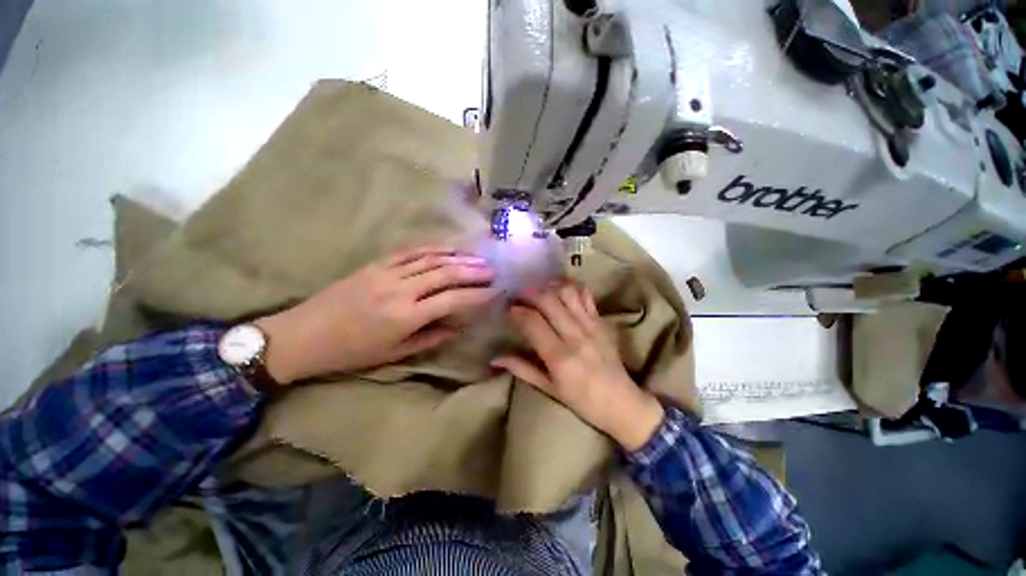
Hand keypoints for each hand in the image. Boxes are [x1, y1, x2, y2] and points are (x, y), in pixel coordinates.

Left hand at [254, 246, 494, 382]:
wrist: (303, 335)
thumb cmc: (351, 352)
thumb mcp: (394, 353)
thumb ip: (430, 338)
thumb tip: (458, 328)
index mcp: (405, 316)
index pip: (452, 300)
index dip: (476, 294)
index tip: (494, 290)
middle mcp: (400, 290)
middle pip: (445, 273)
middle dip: (473, 270)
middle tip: (493, 268)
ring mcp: (386, 272)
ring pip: (430, 258)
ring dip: (457, 256)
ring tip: (478, 255)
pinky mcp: (375, 264)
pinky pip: (410, 251)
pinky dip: (432, 248)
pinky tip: (447, 248)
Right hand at [491, 282, 664, 450]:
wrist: (623, 403)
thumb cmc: (582, 401)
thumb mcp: (549, 389)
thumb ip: (522, 369)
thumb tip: (495, 358)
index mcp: (560, 356)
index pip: (532, 321)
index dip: (516, 311)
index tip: (508, 310)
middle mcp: (575, 335)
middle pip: (548, 300)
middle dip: (528, 292)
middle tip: (518, 296)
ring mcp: (591, 325)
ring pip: (567, 292)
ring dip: (548, 286)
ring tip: (537, 289)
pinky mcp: (602, 321)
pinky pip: (586, 296)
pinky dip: (571, 287)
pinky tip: (560, 289)